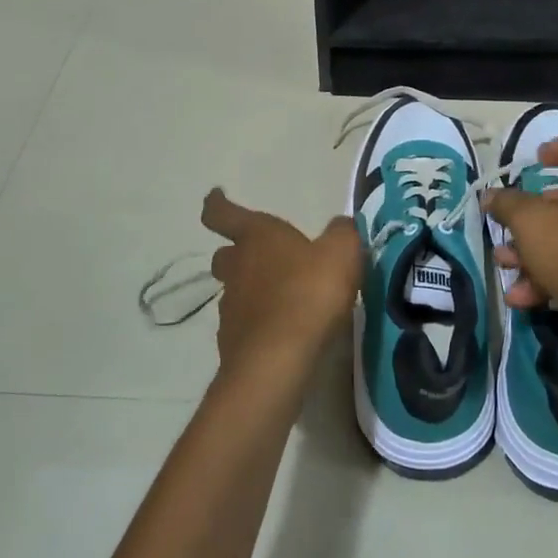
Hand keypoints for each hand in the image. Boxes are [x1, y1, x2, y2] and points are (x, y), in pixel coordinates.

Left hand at [201, 188, 362, 376]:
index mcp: (256, 237)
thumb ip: (342, 233)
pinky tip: (283, 332)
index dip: (217, 203)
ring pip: (234, 291)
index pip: (223, 213)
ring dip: (252, 291)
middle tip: (262, 257)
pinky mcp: (233, 343)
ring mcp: (230, 308)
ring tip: (283, 300)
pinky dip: (259, 325)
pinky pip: (244, 325)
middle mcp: (237, 268)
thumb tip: (340, 226)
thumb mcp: (341, 253)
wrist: (278, 361)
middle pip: (225, 255)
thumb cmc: (309, 293)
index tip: (214, 196)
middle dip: (238, 253)